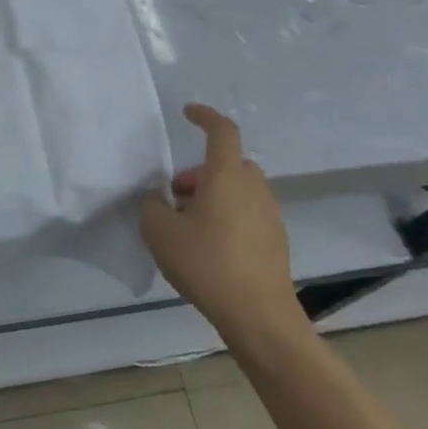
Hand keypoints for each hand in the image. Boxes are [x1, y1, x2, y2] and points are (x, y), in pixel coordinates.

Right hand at [140, 104, 305, 354]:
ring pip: (238, 189)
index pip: (221, 131)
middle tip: (176, 195)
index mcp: (226, 175)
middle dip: (200, 171)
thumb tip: (157, 198)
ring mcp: (269, 214)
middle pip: (227, 163)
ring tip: (188, 225)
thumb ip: (151, 205)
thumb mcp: (159, 231)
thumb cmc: (207, 263)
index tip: (188, 112)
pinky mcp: (276, 240)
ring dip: (214, 195)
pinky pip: (247, 212)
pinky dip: (228, 216)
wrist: (259, 316)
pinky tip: (209, 247)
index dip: (205, 116)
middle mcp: (253, 187)